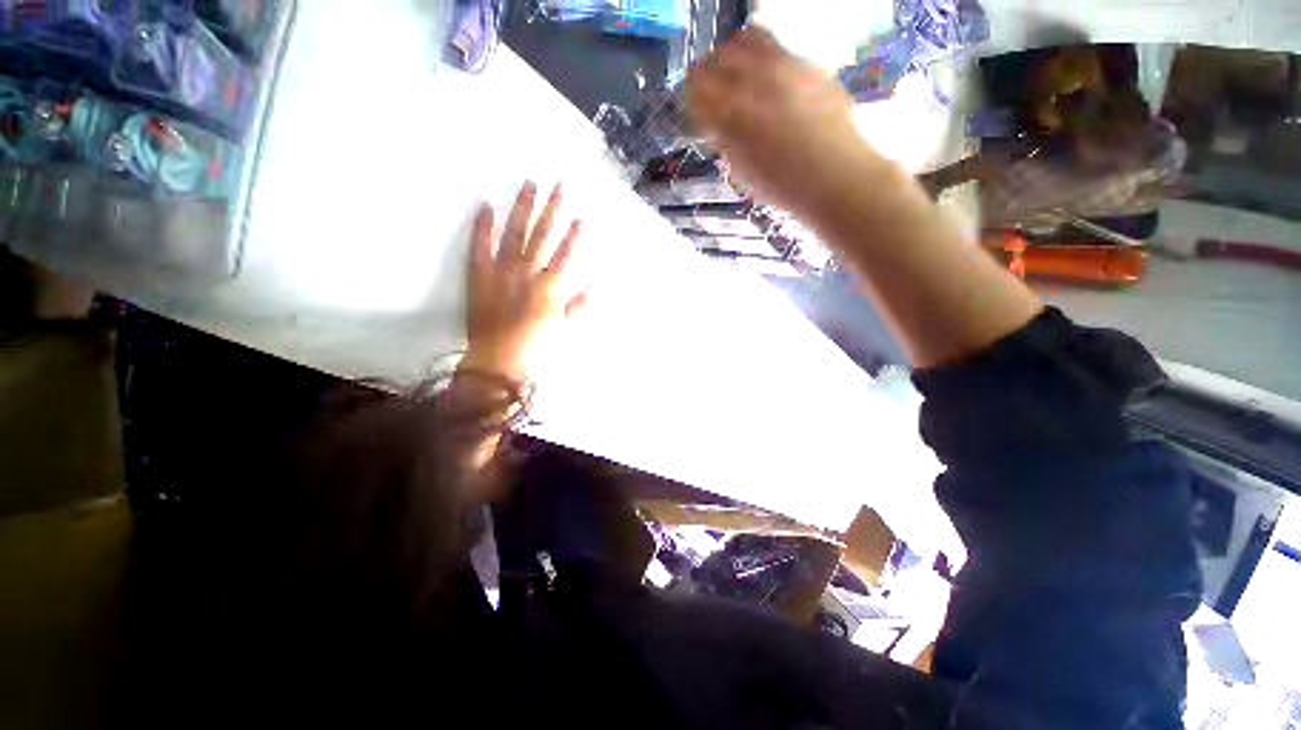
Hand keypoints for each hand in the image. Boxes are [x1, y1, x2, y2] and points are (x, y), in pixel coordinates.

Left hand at [460, 181, 588, 384]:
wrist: (497, 359)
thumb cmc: (535, 347)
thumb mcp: (563, 329)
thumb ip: (577, 307)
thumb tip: (592, 288)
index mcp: (549, 288)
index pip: (566, 255)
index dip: (574, 235)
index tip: (581, 216)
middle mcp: (527, 273)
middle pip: (542, 236)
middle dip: (552, 209)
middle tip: (558, 184)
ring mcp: (501, 271)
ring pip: (514, 233)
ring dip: (522, 208)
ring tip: (529, 185)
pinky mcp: (478, 274)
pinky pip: (479, 246)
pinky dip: (482, 226)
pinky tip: (486, 205)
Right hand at [687, 27, 865, 215]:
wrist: (835, 176)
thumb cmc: (782, 185)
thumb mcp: (741, 169)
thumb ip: (725, 139)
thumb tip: (716, 123)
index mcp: (732, 112)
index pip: (697, 86)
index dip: (693, 99)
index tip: (698, 111)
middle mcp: (755, 79)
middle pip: (717, 56)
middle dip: (711, 74)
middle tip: (716, 95)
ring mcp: (786, 66)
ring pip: (747, 38)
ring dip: (738, 56)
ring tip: (743, 79)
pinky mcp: (810, 64)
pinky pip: (779, 48)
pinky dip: (766, 60)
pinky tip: (773, 84)